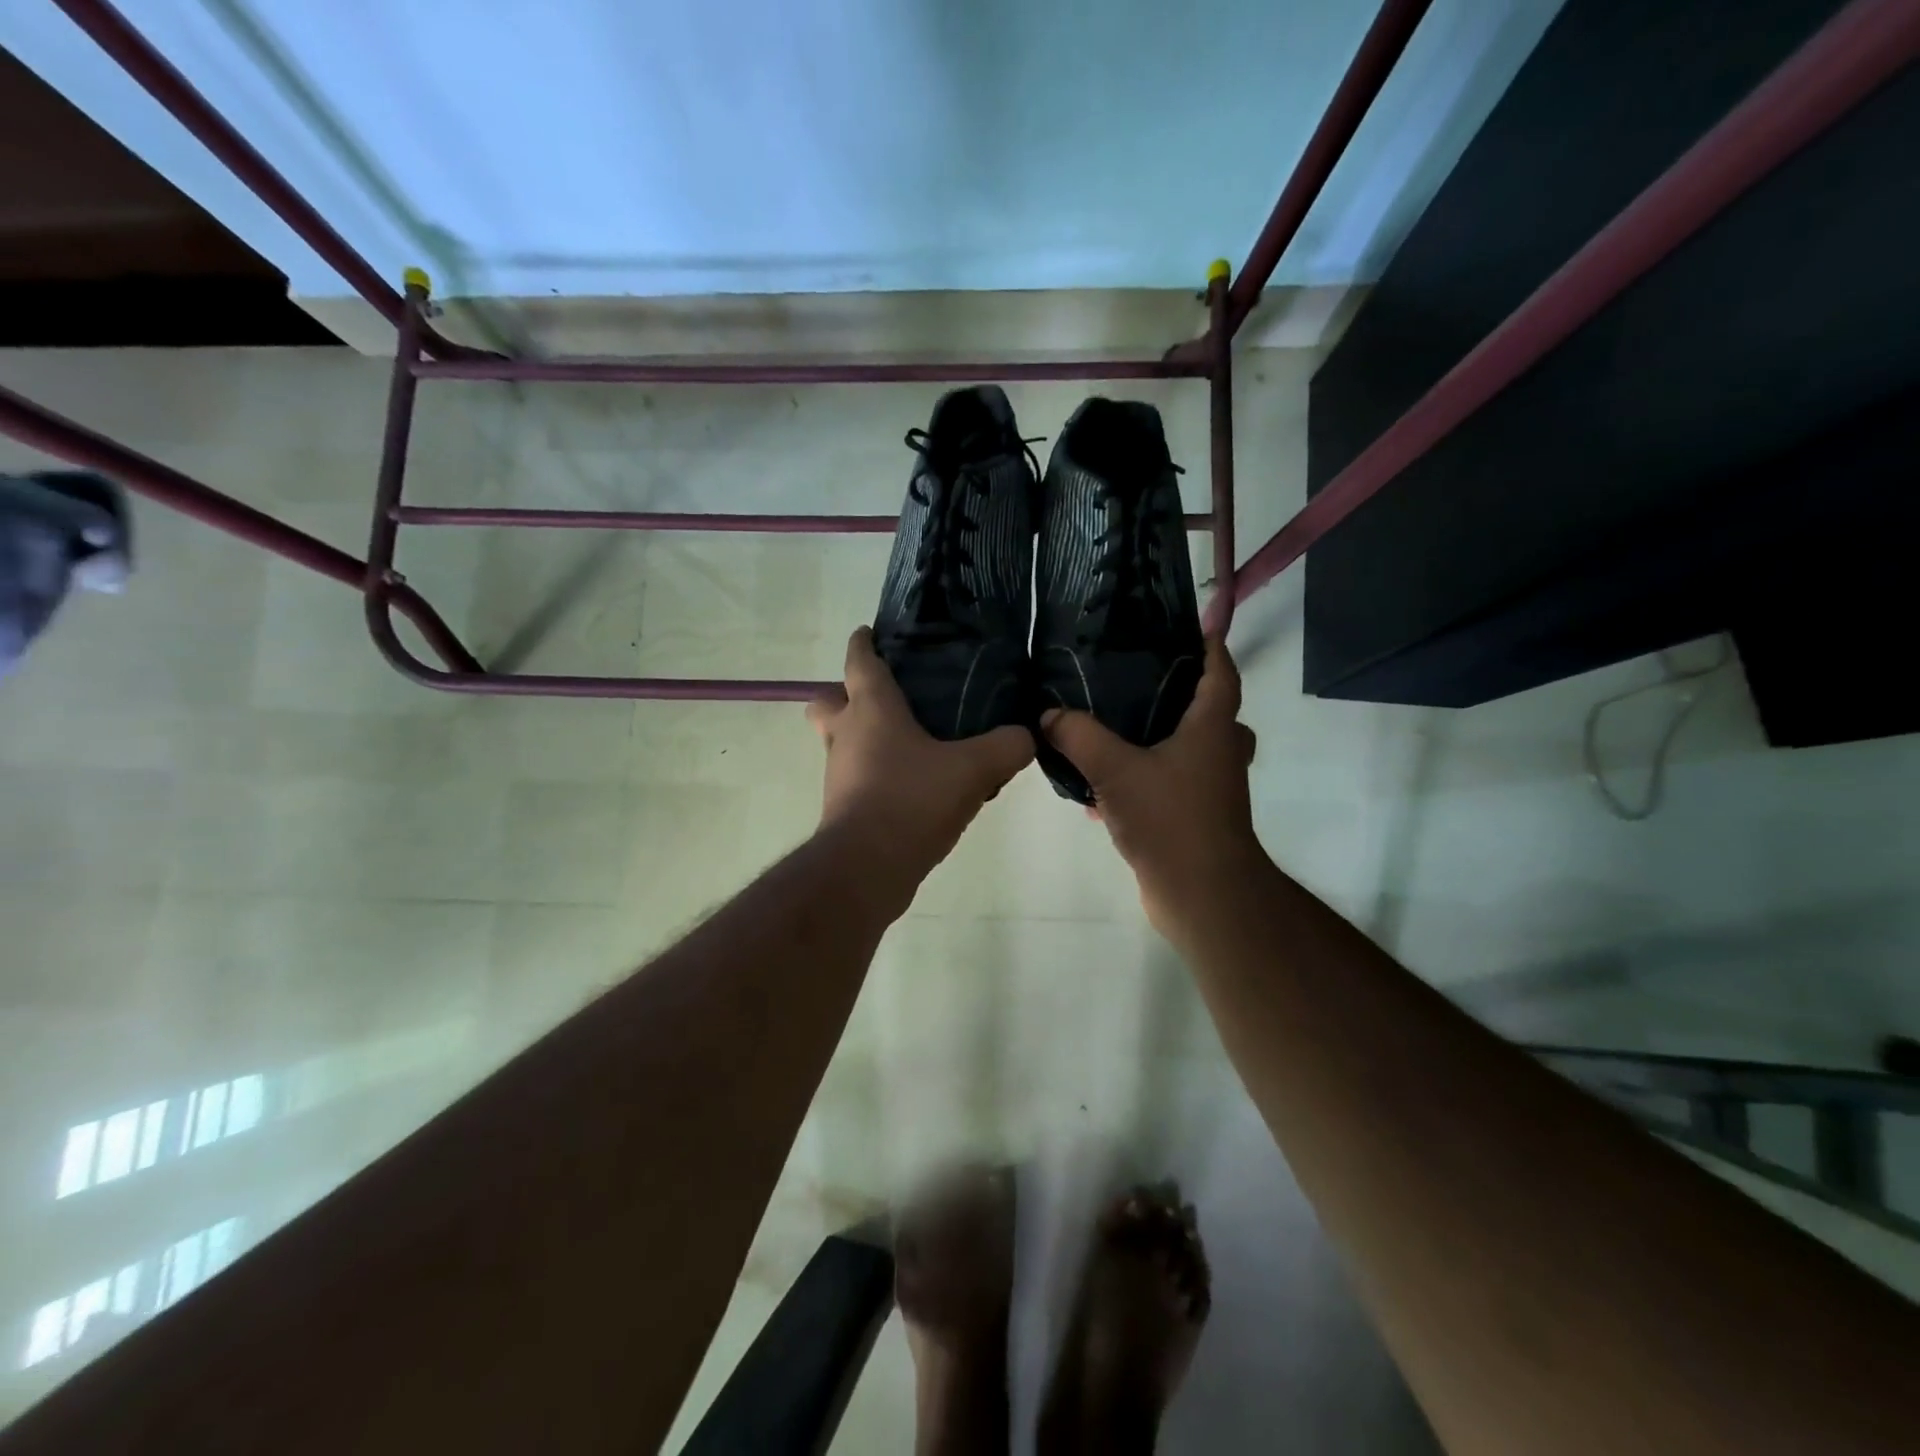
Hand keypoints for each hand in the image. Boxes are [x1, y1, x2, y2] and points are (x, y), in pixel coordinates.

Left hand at [807, 628, 1033, 909]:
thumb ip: (1006, 746)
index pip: (859, 660)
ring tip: (913, 745)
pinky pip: (856, 776)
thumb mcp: (973, 769)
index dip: (864, 642)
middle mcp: (846, 734)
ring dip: (865, 737)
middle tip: (890, 700)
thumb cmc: (912, 800)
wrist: (867, 868)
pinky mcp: (843, 806)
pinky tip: (914, 786)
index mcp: (871, 709)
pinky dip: (876, 773)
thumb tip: (1027, 735)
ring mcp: (839, 772)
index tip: (871, 632)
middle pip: (828, 700)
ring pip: (841, 740)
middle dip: (847, 694)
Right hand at [1040, 637, 1261, 937]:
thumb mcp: (1115, 770)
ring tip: (1109, 728)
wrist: (1201, 895)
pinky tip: (1097, 793)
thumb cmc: (1171, 819)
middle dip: (1176, 693)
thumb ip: (1079, 736)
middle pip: (1207, 710)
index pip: (1220, 672)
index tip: (1184, 626)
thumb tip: (1048, 713)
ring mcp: (1208, 788)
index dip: (1208, 646)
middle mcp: (1218, 752)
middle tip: (1134, 678)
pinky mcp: (1193, 817)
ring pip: (1185, 750)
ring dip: (1155, 739)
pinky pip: (1165, 786)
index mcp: (1212, 728)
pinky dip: (1138, 781)